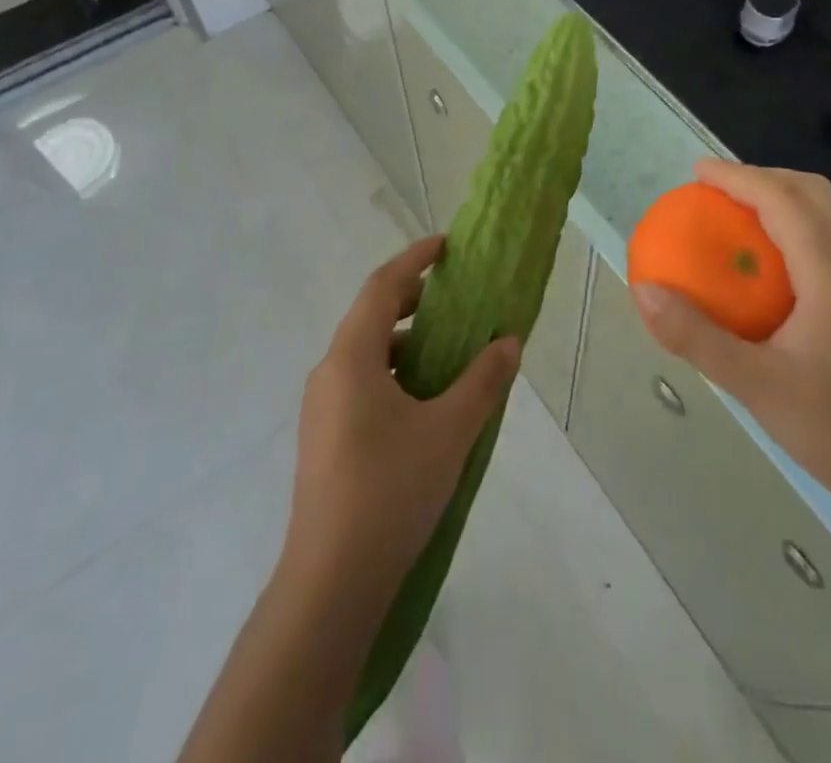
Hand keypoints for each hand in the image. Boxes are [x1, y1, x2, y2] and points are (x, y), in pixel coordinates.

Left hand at [280, 236, 519, 607]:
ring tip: (449, 355)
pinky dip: (395, 374)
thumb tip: (508, 341)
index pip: (382, 286)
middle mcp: (329, 371)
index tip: (446, 246)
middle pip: (372, 315)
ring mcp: (322, 407)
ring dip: (406, 343)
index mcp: (352, 356)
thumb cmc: (390, 491)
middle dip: (413, 301)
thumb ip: (482, 381)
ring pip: (367, 353)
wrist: (330, 583)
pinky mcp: (324, 438)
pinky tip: (424, 405)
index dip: (414, 259)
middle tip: (455, 301)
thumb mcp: (449, 432)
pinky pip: (361, 383)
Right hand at [631, 160, 830, 538]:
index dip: (738, 177)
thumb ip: (696, 337)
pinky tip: (769, 271)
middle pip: (814, 194)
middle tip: (716, 190)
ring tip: (737, 219)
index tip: (698, 172)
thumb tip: (644, 291)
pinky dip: (795, 230)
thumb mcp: (756, 386)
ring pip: (829, 217)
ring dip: (782, 201)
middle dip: (763, 178)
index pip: (784, 200)